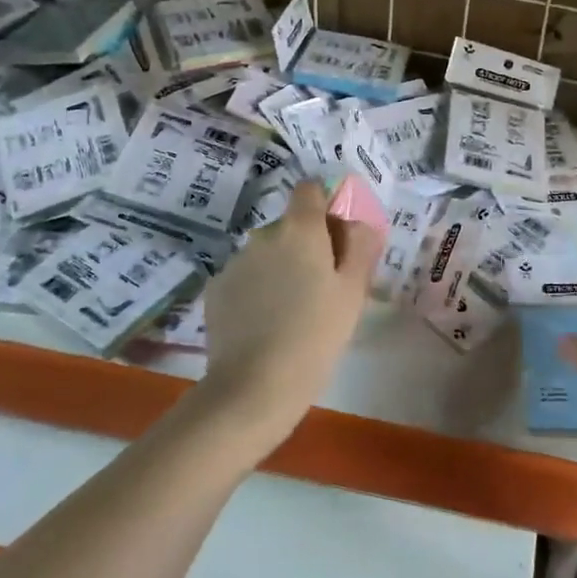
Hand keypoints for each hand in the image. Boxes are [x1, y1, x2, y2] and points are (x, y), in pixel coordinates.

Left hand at [197, 180, 382, 449]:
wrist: (253, 387)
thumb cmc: (316, 335)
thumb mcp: (353, 292)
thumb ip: (361, 247)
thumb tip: (358, 223)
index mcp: (300, 229)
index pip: (309, 190)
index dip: (324, 208)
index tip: (336, 240)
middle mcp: (263, 235)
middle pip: (290, 225)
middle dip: (306, 246)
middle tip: (321, 288)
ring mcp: (235, 262)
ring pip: (267, 254)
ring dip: (280, 269)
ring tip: (291, 312)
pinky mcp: (215, 290)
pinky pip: (245, 278)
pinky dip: (256, 291)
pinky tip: (264, 325)